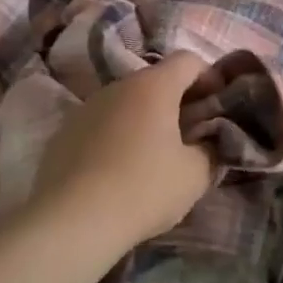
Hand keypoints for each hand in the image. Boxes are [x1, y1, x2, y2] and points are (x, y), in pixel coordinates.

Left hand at [31, 52, 218, 253]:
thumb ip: (210, 150)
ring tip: (154, 156)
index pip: (188, 60)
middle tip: (191, 134)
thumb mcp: (195, 175)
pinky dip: (117, 136)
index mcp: (154, 86)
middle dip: (177, 101)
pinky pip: (102, 124)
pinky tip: (119, 171)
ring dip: (145, 118)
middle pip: (156, 80)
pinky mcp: (64, 132)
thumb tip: (207, 143)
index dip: (209, 77)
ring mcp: (87, 107)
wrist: (70, 222)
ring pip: (126, 102)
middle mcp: (118, 86)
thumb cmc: (143, 189)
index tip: (217, 106)